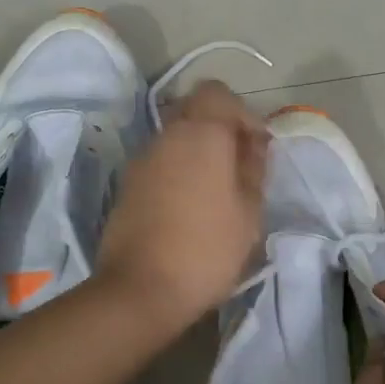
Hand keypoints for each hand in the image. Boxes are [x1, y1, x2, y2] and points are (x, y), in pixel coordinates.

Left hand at [96, 82, 266, 326]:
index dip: (241, 113)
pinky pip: (161, 164)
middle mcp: (166, 136)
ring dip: (199, 154)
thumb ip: (253, 168)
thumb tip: (253, 143)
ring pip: (176, 139)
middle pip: (194, 112)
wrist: (140, 290)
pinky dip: (179, 173)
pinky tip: (192, 209)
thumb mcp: (249, 211)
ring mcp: (142, 161)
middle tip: (241, 170)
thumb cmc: (207, 249)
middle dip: (221, 132)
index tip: (256, 148)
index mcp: (200, 134)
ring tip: (219, 194)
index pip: (218, 92)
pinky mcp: (128, 186)